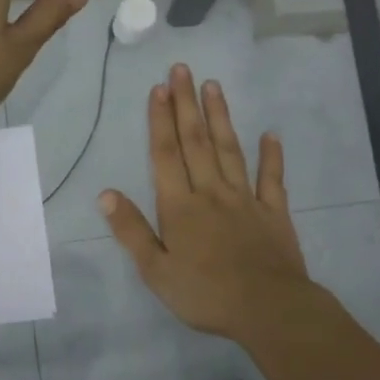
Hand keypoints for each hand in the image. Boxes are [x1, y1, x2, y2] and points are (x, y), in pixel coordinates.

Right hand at [101, 65, 315, 343]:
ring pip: (230, 150)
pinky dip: (271, 156)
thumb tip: (105, 193)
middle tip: (183, 69)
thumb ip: (131, 230)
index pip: (165, 155)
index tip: (159, 88)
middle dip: (186, 104)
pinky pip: (272, 179)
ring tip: (214, 86)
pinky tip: (271, 134)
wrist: (269, 310)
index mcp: (180, 207)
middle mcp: (211, 192)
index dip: (160, 120)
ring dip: (220, 117)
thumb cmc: (206, 294)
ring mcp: (245, 199)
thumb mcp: (156, 271)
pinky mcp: (274, 213)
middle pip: (196, 141)